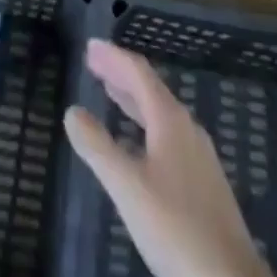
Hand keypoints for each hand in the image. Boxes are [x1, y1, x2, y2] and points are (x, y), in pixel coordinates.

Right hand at [65, 40, 272, 276]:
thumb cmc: (176, 229)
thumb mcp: (128, 188)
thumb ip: (98, 148)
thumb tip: (72, 111)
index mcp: (170, 119)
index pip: (139, 73)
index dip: (113, 57)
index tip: (90, 47)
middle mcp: (187, 128)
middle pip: (150, 89)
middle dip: (120, 74)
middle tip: (94, 64)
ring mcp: (199, 155)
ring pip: (160, 113)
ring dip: (133, 99)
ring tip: (110, 92)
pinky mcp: (205, 182)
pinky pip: (169, 135)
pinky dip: (145, 124)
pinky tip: (138, 144)